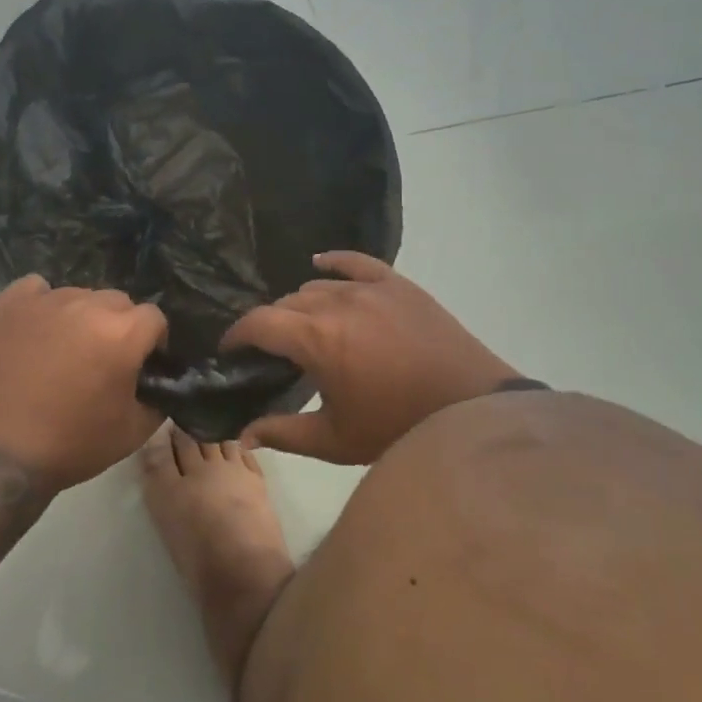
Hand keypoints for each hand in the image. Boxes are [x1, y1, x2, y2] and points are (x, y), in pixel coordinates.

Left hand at [0, 276, 168, 492]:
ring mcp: (44, 301)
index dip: (153, 341)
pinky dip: (43, 303)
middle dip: (119, 326)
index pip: (154, 317)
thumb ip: (159, 397)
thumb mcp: (134, 431)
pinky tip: (38, 329)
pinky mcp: (9, 304)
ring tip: (66, 348)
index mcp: (122, 333)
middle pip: (118, 301)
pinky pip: (37, 288)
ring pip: (79, 295)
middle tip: (104, 359)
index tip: (142, 364)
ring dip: (82, 316)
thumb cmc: (72, 444)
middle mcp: (86, 306)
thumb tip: (159, 379)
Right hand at [221, 251, 524, 464]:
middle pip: (286, 302)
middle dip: (270, 324)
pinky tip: (320, 265)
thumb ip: (283, 432)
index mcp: (316, 338)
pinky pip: (356, 262)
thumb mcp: (336, 440)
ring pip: (318, 286)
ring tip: (305, 327)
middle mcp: (337, 303)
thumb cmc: (398, 428)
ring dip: (302, 305)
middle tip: (272, 351)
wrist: (471, 412)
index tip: (230, 350)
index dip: (236, 335)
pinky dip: (334, 263)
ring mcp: (371, 288)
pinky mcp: (398, 284)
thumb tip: (242, 434)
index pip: (259, 323)